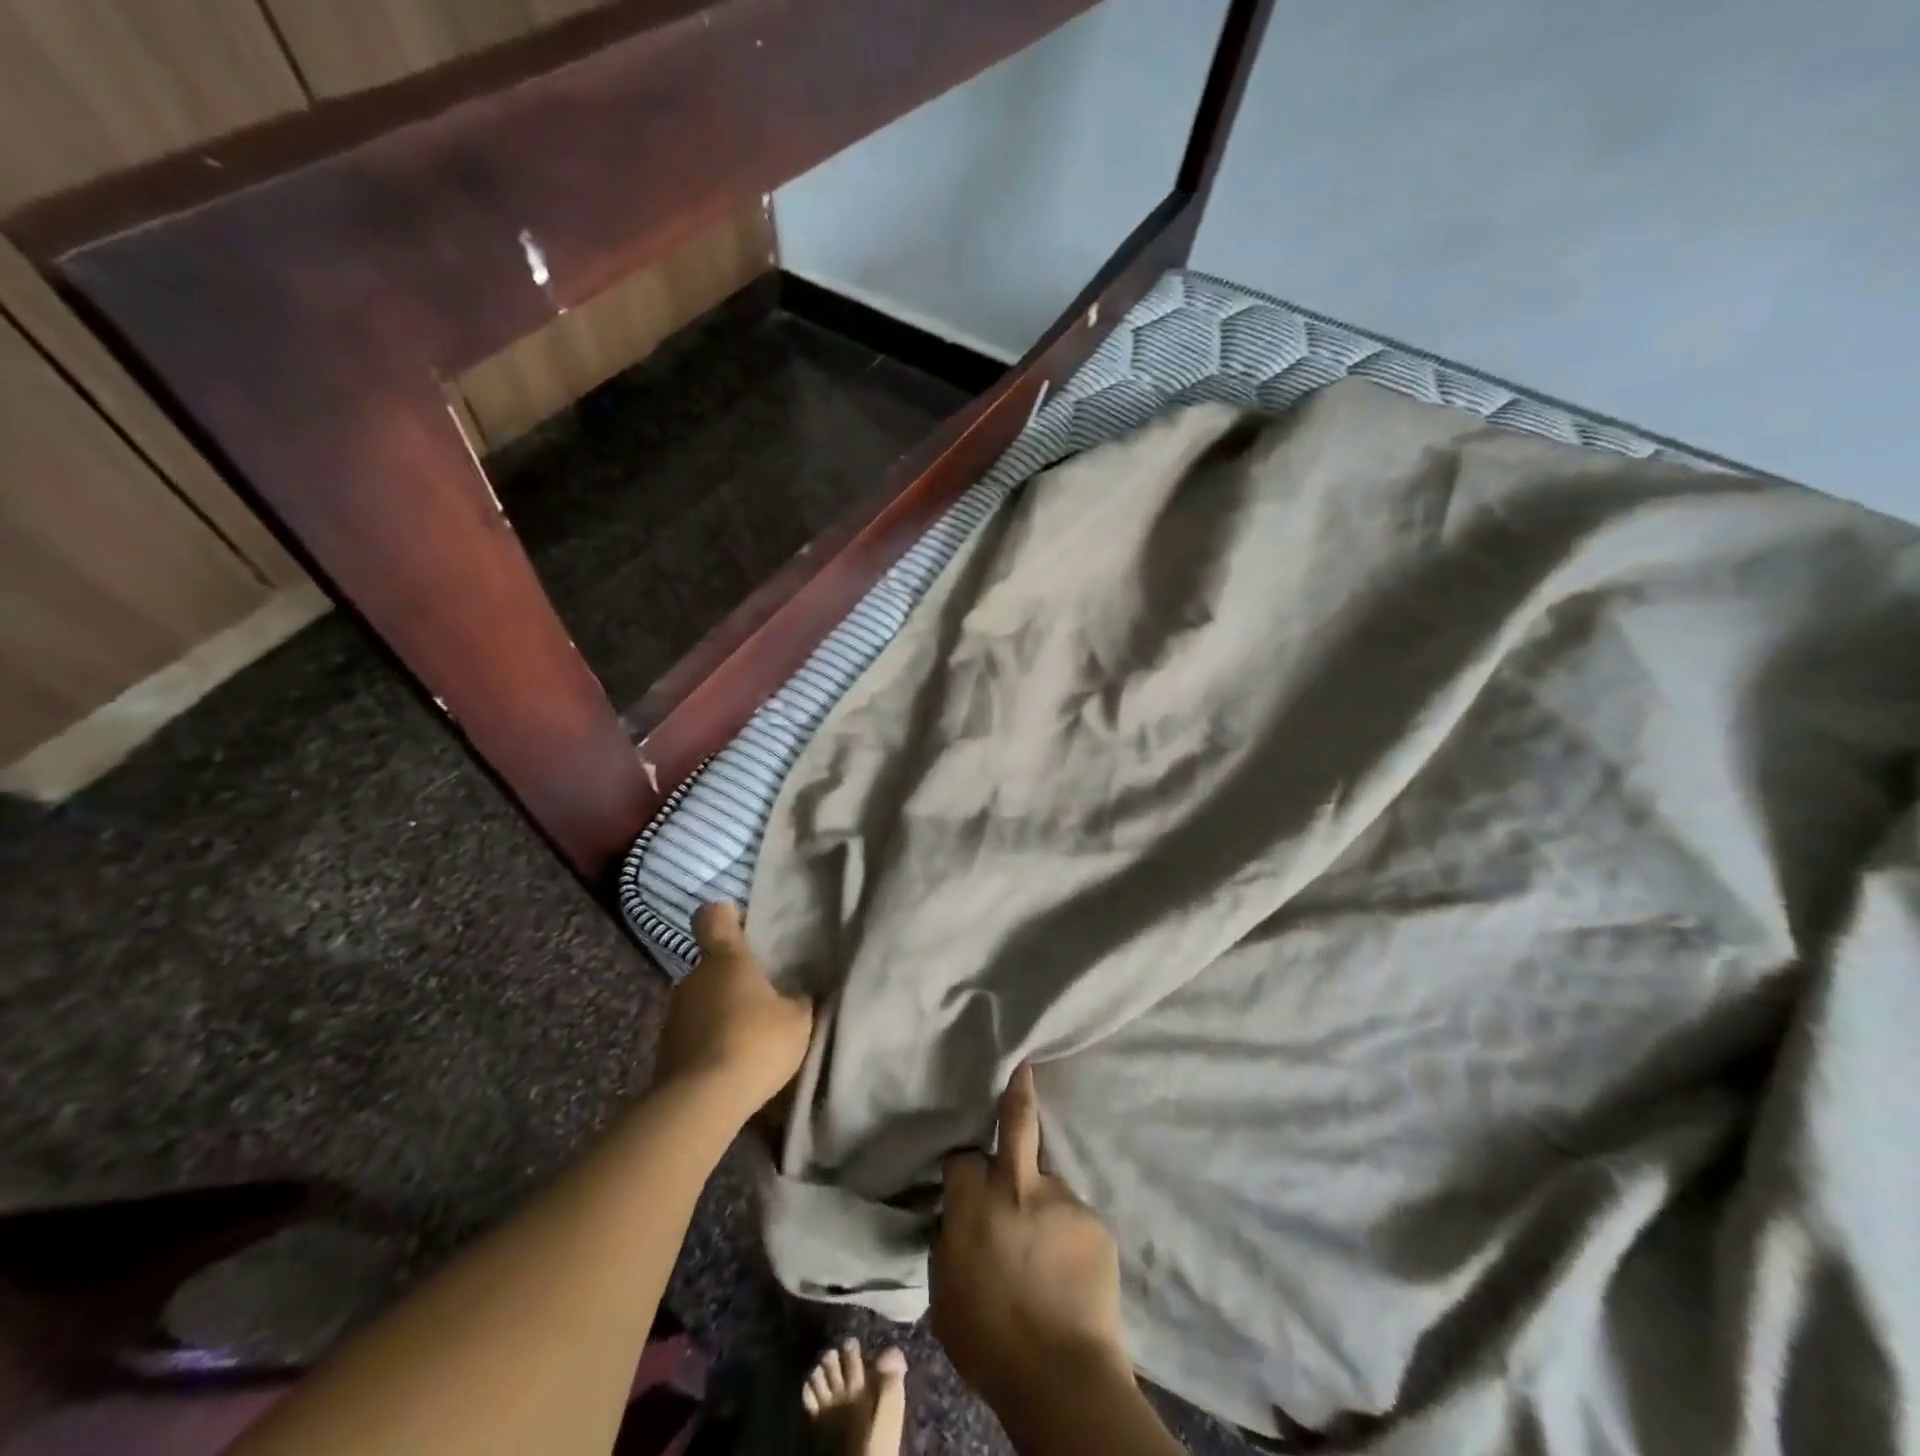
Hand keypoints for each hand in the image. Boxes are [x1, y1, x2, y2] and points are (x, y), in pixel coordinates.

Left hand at [654, 903, 812, 1113]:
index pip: (713, 916)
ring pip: (701, 1001)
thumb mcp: (798, 1019)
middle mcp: (693, 978)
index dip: (727, 916)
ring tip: (749, 1037)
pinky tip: (732, 1064)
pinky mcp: (665, 1052)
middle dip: (733, 977)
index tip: (746, 927)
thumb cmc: (756, 1042)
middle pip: (711, 965)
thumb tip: (798, 992)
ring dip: (721, 1012)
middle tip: (764, 996)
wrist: (702, 1102)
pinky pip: (693, 1035)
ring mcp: (673, 1015)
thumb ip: (799, 999)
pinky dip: (709, 1042)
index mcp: (725, 958)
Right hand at [930, 1065, 1132, 1417]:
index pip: (963, 1157)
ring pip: (1047, 1186)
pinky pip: (1074, 1221)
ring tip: (1048, 1250)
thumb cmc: (989, 1342)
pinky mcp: (1094, 1220)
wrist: (1062, 1378)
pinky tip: (1070, 1271)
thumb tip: (954, 1219)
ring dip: (1043, 1206)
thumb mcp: (944, 1291)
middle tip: (1023, 1065)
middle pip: (1017, 1119)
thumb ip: (948, 1242)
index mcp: (974, 1201)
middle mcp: (1017, 1185)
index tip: (967, 1172)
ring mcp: (1060, 1198)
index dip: (964, 1165)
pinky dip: (1069, 1238)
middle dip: (1018, 1088)